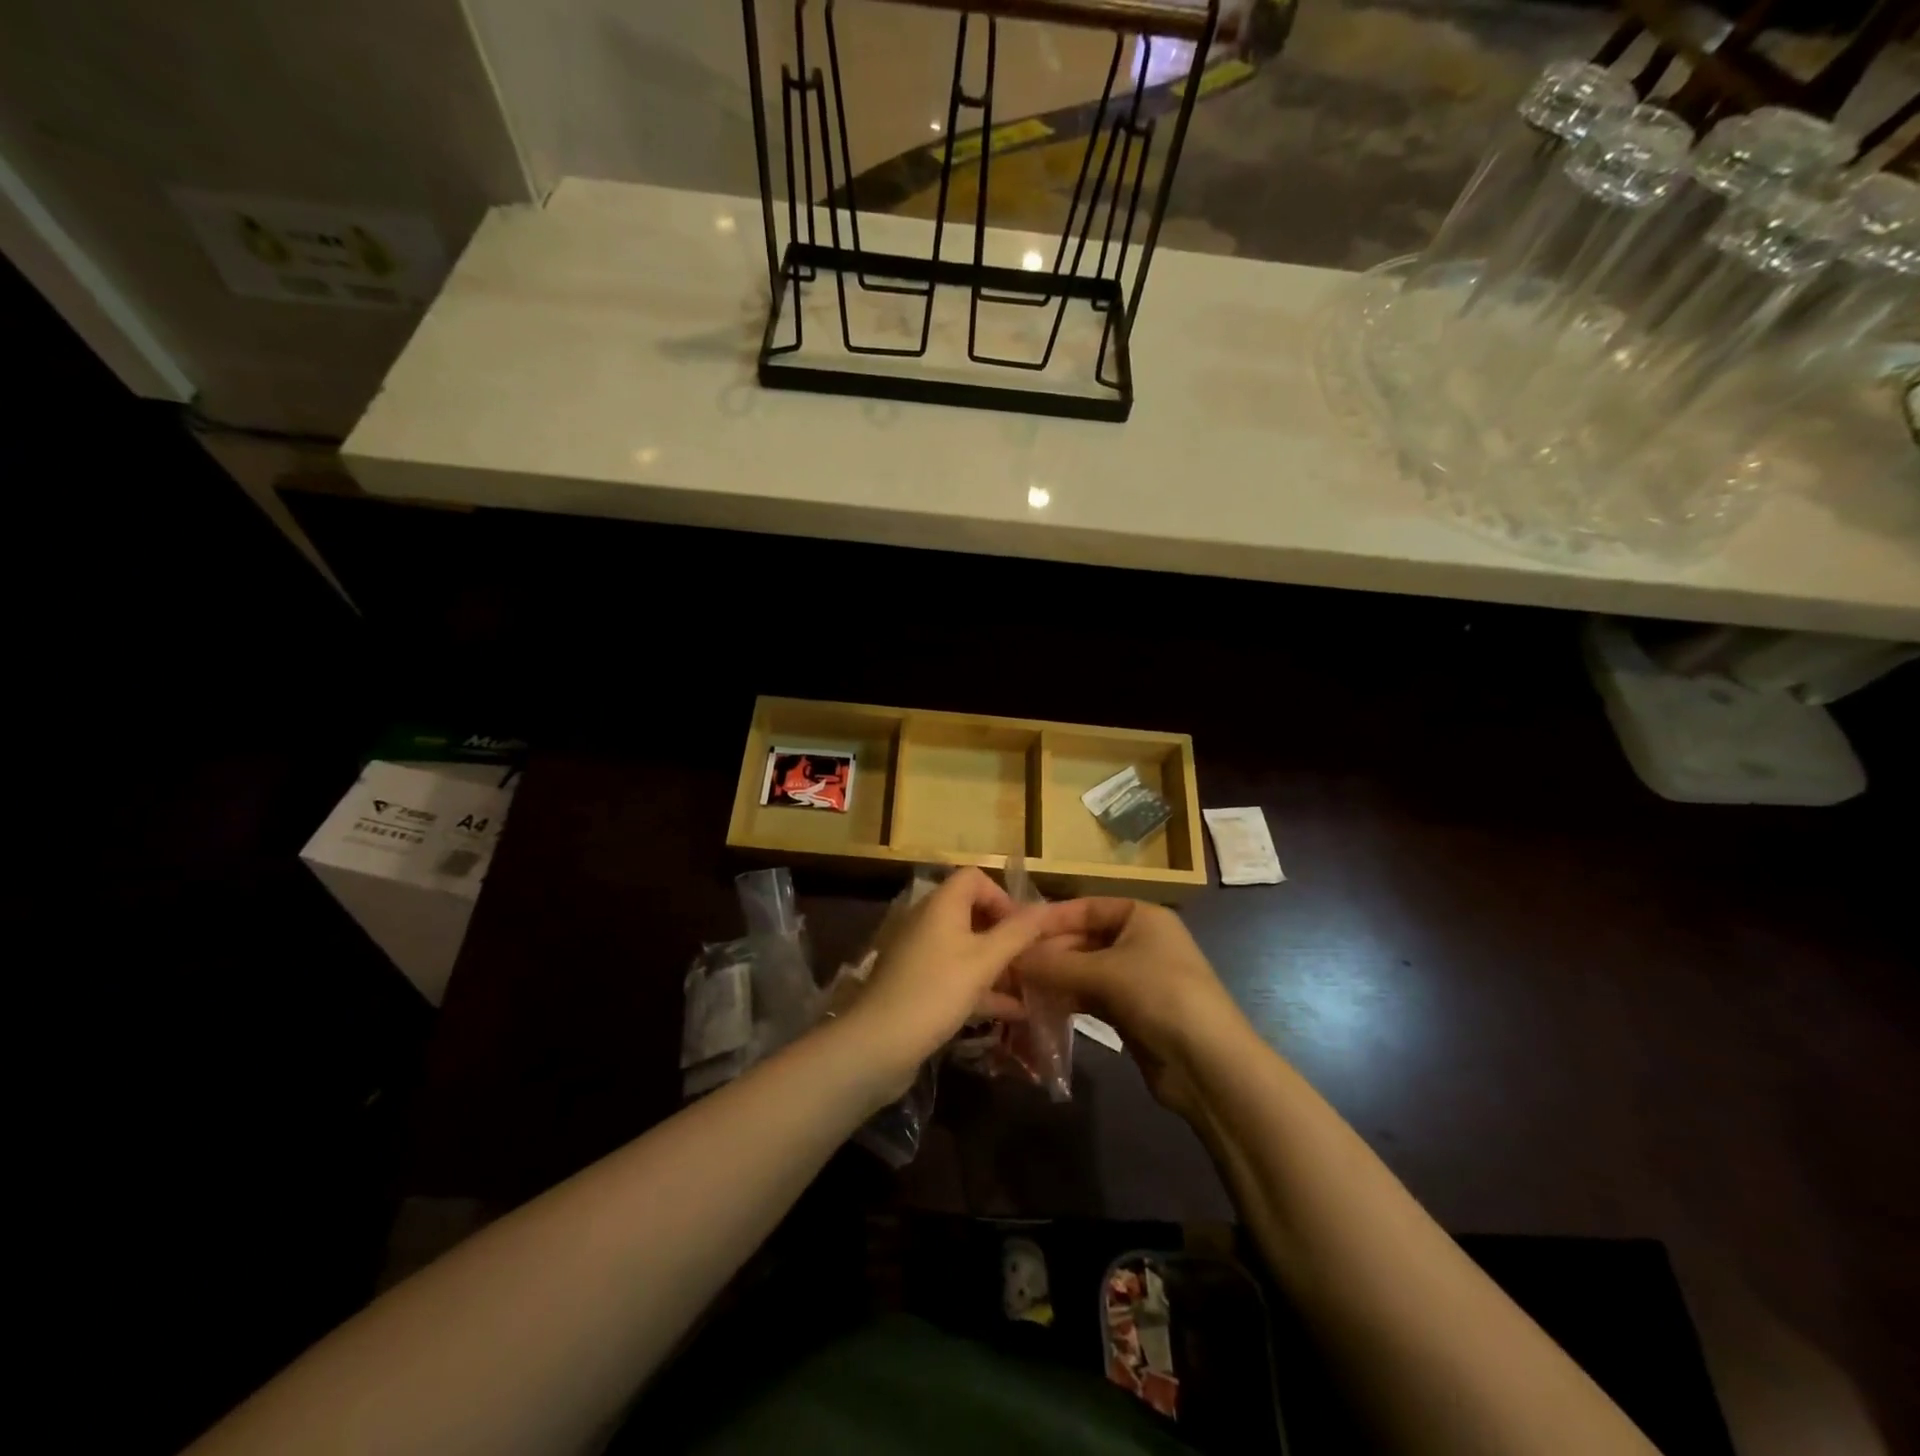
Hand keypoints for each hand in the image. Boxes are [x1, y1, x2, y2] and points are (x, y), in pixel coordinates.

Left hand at [842, 867, 1070, 1100]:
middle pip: (973, 913)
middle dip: (1006, 935)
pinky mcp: (917, 985)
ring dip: (998, 964)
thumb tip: (1047, 908)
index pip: (975, 878)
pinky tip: (1012, 1013)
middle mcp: (928, 922)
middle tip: (1033, 959)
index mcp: (941, 904)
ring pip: (967, 949)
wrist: (878, 1044)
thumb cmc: (935, 991)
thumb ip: (1018, 933)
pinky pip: (956, 976)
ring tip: (1032, 986)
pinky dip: (982, 988)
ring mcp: (920, 955)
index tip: (1023, 929)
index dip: (1003, 897)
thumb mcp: (984, 961)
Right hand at [1016, 899, 1246, 1115]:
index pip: (1086, 907)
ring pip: (1085, 970)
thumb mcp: (1106, 972)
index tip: (1014, 930)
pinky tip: (1040, 1007)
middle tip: (1009, 965)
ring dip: (1054, 978)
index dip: (1051, 918)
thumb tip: (1011, 958)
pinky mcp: (1131, 1011)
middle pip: (1083, 939)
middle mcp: (1139, 940)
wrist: (1209, 1064)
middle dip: (1049, 952)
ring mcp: (1136, 977)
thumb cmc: (1160, 995)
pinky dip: (1068, 999)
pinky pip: (1091, 996)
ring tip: (1016, 986)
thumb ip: (1056, 964)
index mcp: (1141, 916)